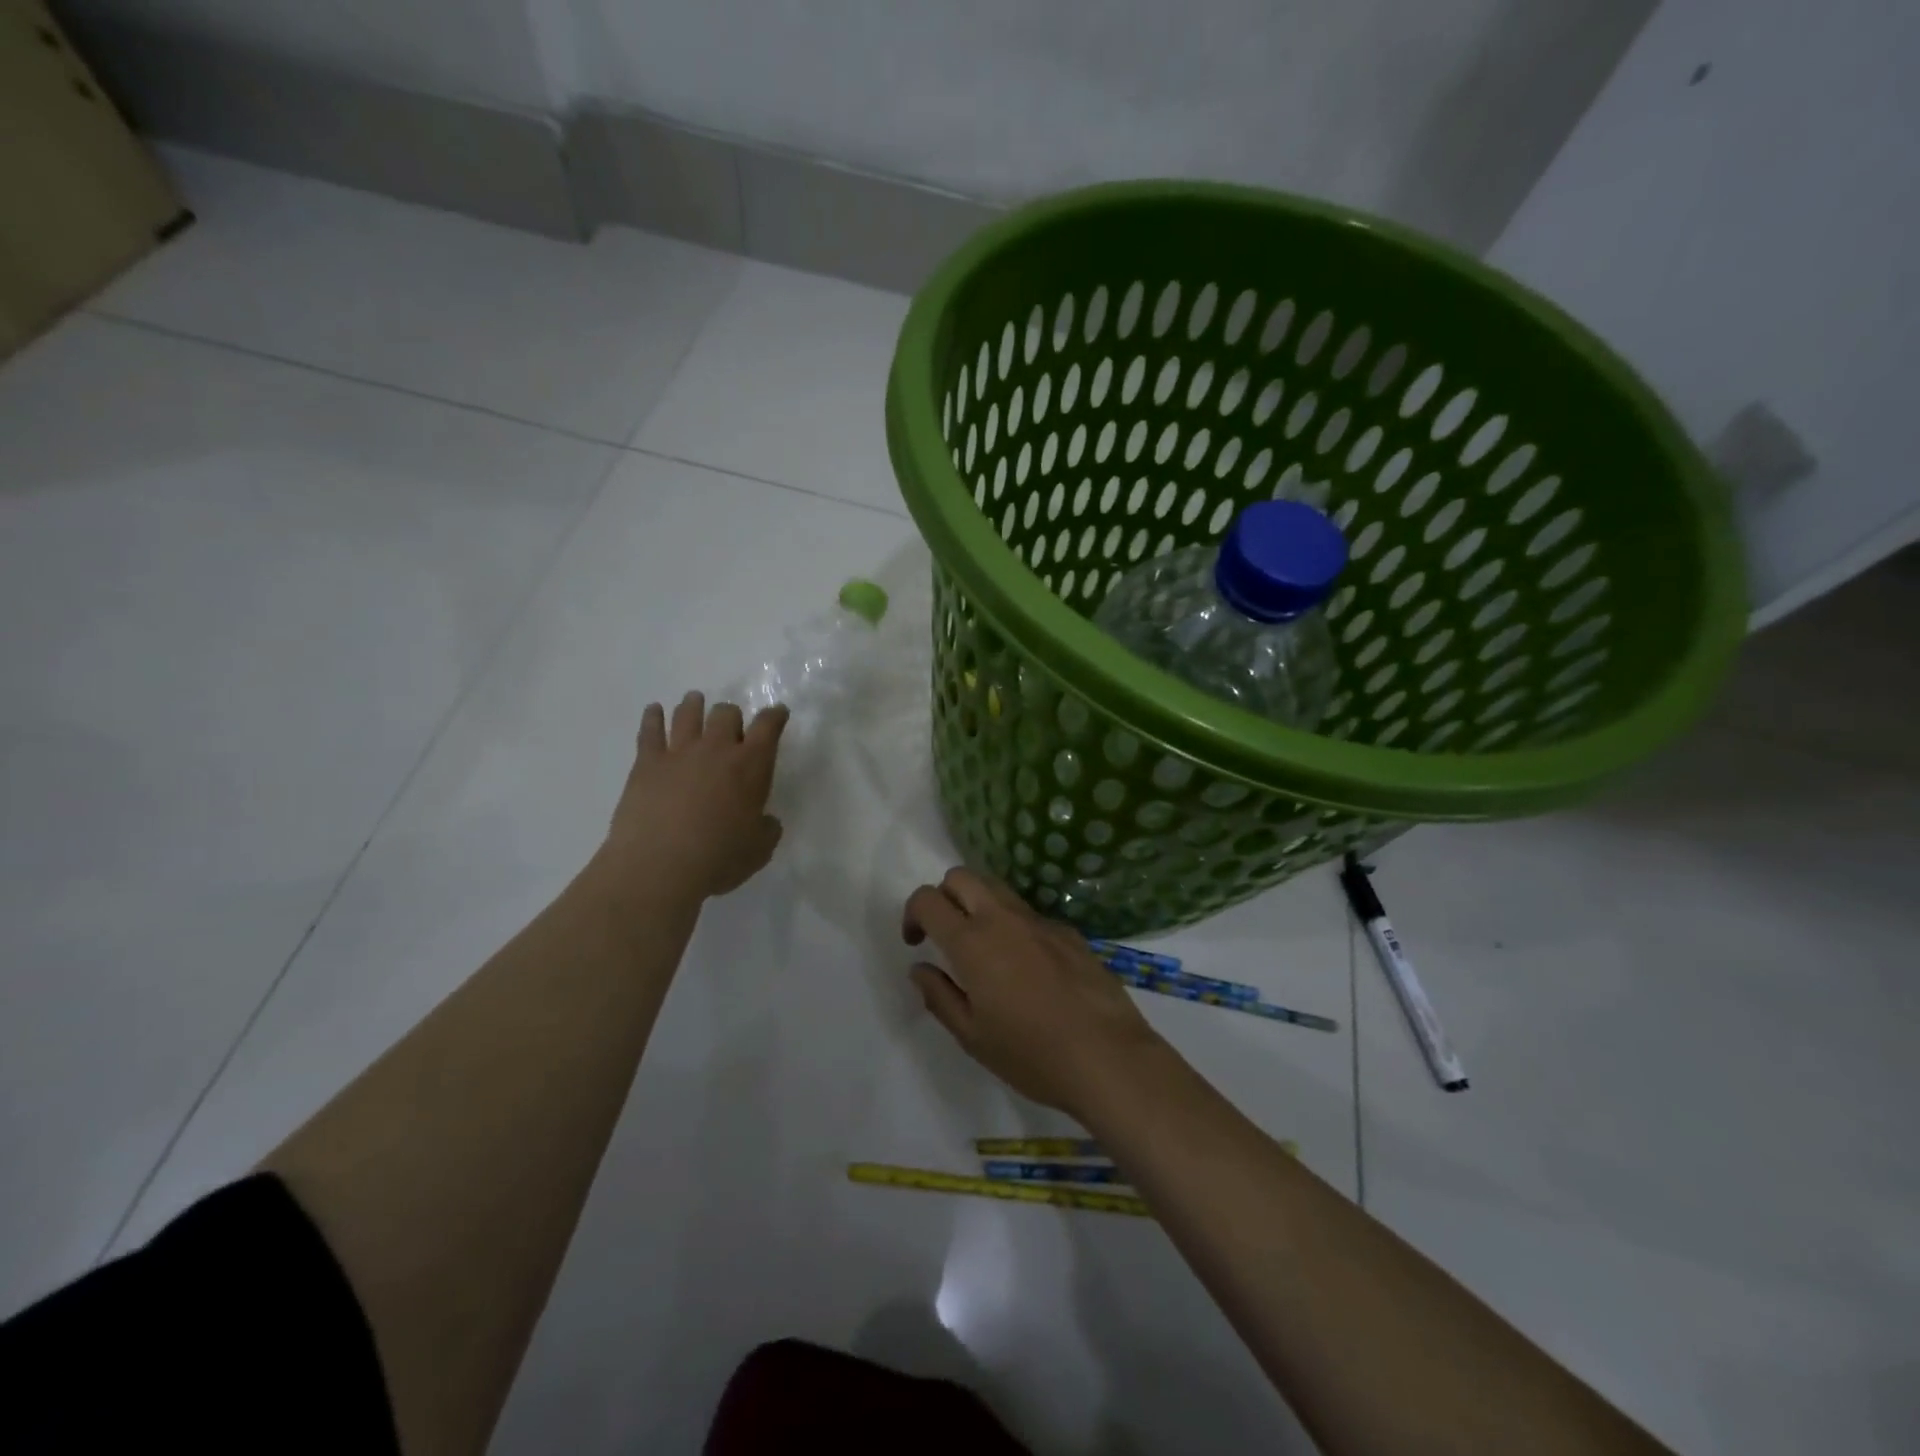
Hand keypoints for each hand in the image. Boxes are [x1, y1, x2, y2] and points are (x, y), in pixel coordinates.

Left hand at [600, 692, 787, 899]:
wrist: (660, 866)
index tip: (778, 713)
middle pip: (726, 713)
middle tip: (731, 725)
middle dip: (731, 715)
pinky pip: (650, 730)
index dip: (775, 716)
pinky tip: (653, 711)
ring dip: (694, 705)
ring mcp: (679, 752)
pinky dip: (652, 717)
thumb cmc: (719, 859)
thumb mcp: (759, 850)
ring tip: (694, 702)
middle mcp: (717, 749)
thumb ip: (766, 829)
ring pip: (688, 714)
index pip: (768, 726)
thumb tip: (765, 821)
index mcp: (751, 766)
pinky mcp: (647, 763)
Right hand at [902, 867, 1166, 1116]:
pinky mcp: (1069, 932)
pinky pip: (1029, 914)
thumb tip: (920, 968)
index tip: (916, 943)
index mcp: (972, 942)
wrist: (1108, 1056)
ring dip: (978, 904)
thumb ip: (939, 996)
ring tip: (984, 949)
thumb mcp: (972, 1036)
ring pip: (997, 888)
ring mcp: (1040, 921)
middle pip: (961, 877)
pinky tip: (1028, 969)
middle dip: (944, 896)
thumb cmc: (1031, 1054)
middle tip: (946, 935)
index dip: (913, 914)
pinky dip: (1014, 925)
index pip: (928, 899)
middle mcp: (1003, 918)